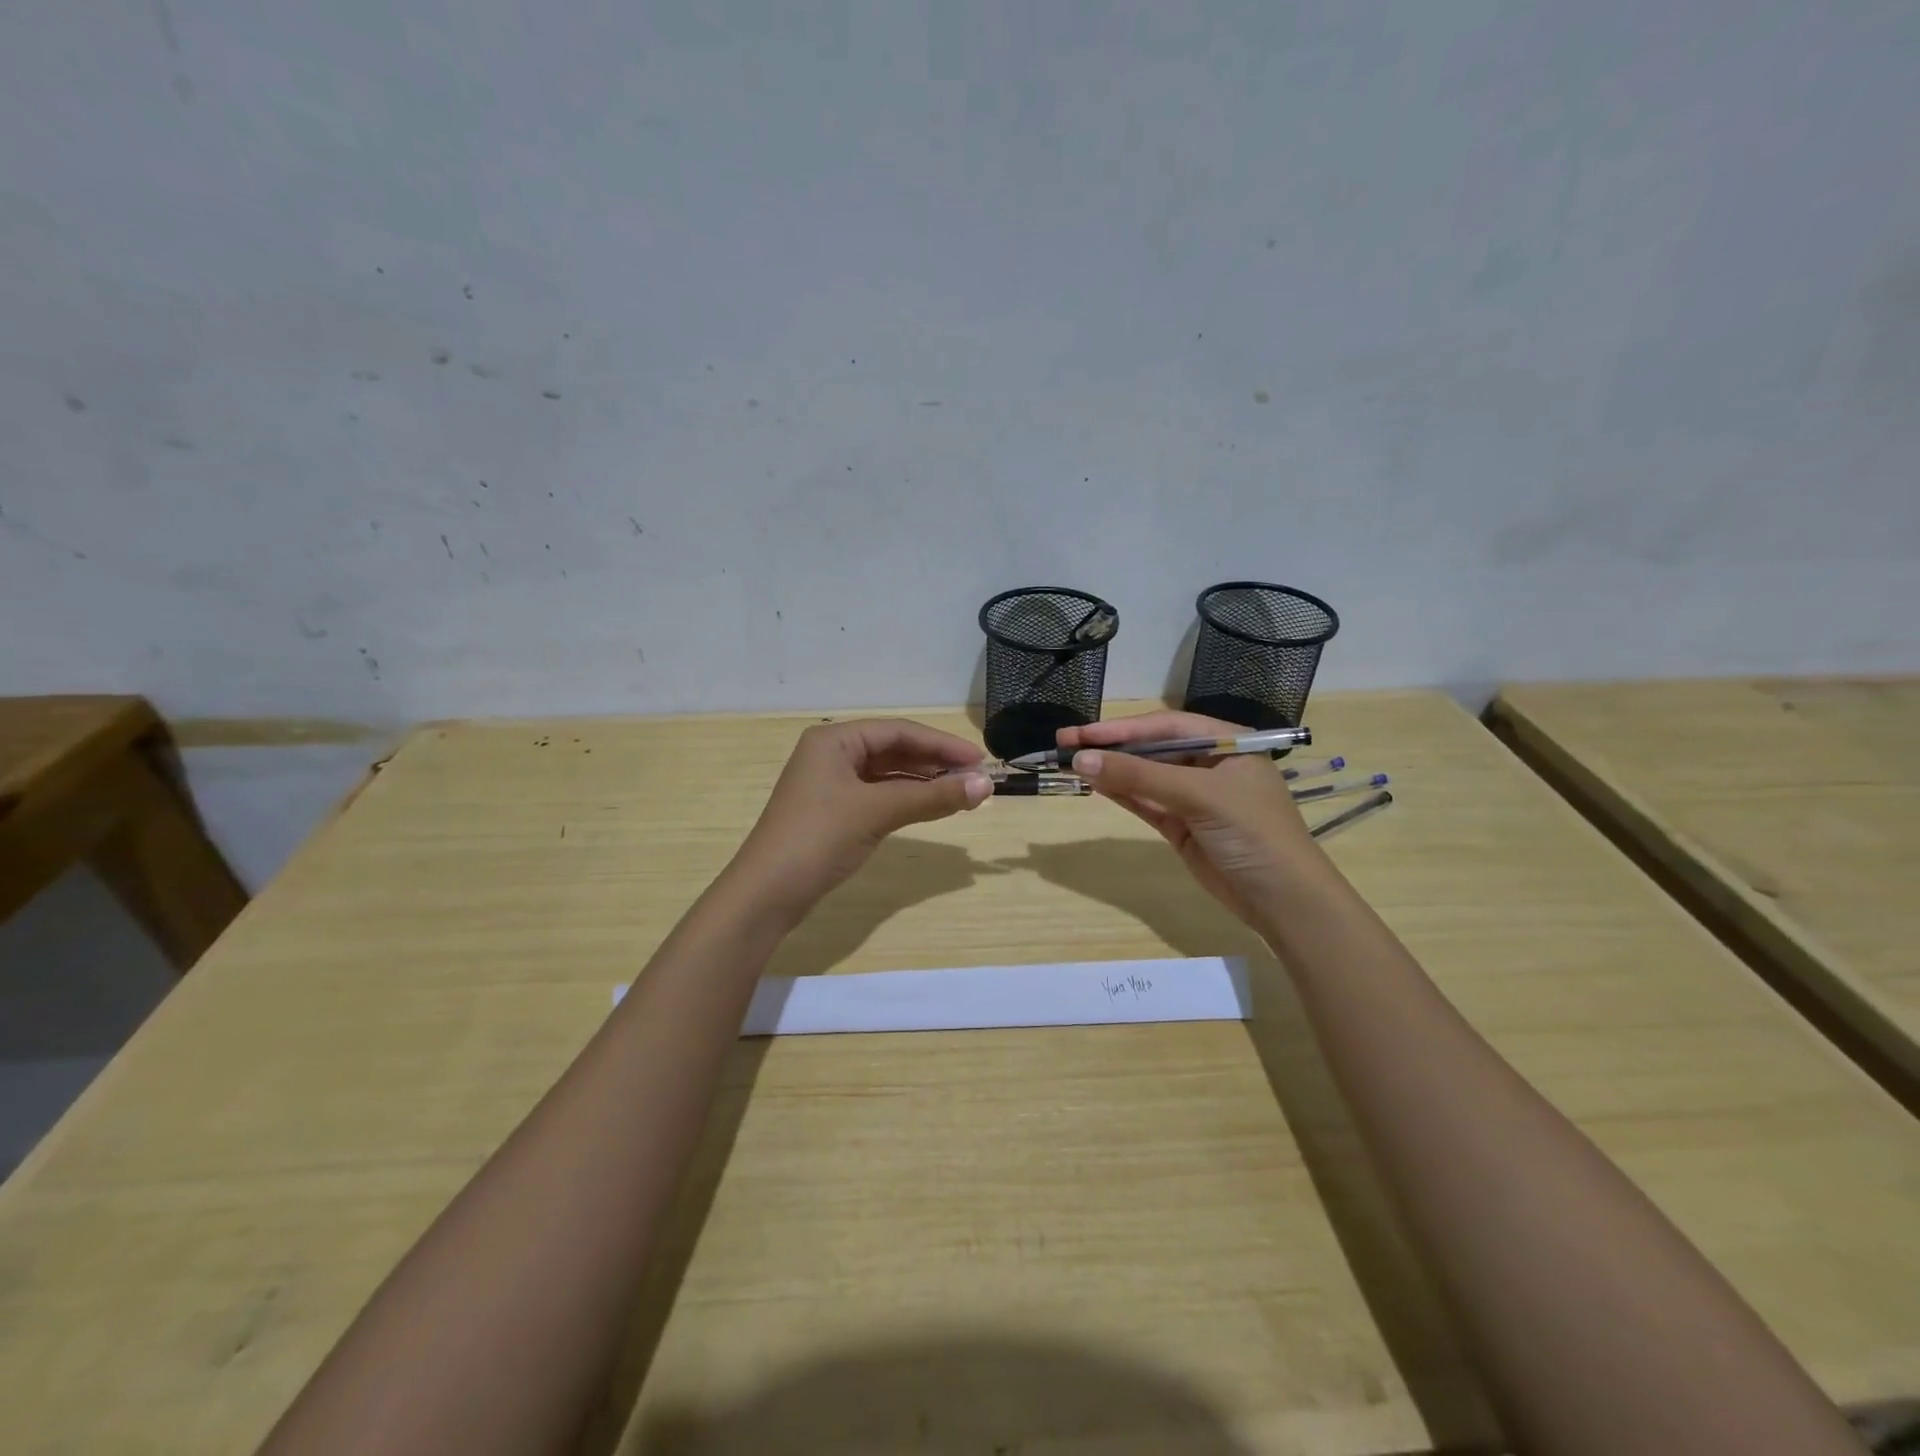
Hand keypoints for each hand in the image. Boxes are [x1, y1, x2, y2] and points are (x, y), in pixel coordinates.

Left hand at [727, 719, 991, 923]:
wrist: (767, 894)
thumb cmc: (819, 838)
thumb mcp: (877, 812)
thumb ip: (933, 797)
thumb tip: (986, 785)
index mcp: (834, 739)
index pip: (899, 731)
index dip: (942, 744)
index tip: (979, 760)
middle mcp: (831, 754)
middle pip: (894, 750)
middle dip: (935, 763)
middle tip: (975, 778)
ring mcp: (830, 784)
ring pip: (888, 774)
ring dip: (923, 783)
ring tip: (961, 793)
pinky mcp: (833, 811)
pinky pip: (878, 795)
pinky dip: (906, 800)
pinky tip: (931, 807)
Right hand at [1057, 711, 1314, 925]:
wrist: (1283, 900)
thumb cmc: (1252, 832)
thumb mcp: (1199, 796)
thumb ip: (1140, 777)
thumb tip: (1082, 760)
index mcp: (1226, 743)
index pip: (1166, 726)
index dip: (1122, 728)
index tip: (1081, 733)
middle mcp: (1209, 764)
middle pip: (1152, 749)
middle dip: (1111, 747)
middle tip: (1065, 744)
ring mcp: (1194, 797)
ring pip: (1145, 776)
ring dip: (1111, 770)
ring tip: (1070, 763)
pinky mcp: (1182, 826)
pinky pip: (1146, 802)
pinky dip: (1121, 794)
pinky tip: (1094, 784)